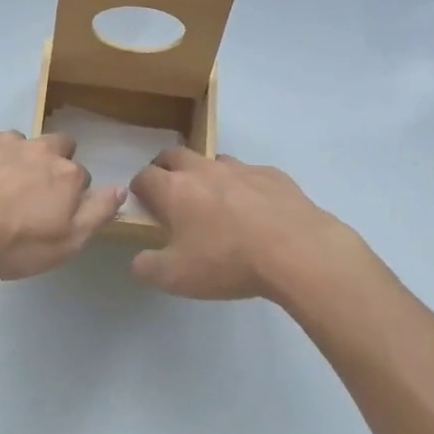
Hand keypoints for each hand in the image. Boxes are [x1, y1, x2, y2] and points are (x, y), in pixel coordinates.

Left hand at [0, 124, 123, 281]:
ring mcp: (8, 138)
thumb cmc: (13, 244)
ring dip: (14, 158)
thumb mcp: (66, 244)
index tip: (52, 211)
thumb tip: (121, 188)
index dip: (69, 194)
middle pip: (58, 146)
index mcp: (68, 175)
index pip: (81, 177)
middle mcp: (43, 148)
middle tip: (29, 190)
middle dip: (49, 162)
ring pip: (21, 142)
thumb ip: (97, 213)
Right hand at [129, 149, 377, 301]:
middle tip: (171, 192)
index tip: (143, 202)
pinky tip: (256, 209)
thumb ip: (148, 268)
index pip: (145, 176)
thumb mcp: (177, 278)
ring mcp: (240, 169)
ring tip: (215, 201)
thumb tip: (138, 261)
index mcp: (175, 190)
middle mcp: (203, 170)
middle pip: (175, 155)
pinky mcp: (273, 175)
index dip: (139, 188)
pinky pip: (250, 173)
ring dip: (207, 174)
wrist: (296, 250)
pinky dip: (244, 185)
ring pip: (214, 161)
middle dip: (167, 168)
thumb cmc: (228, 261)